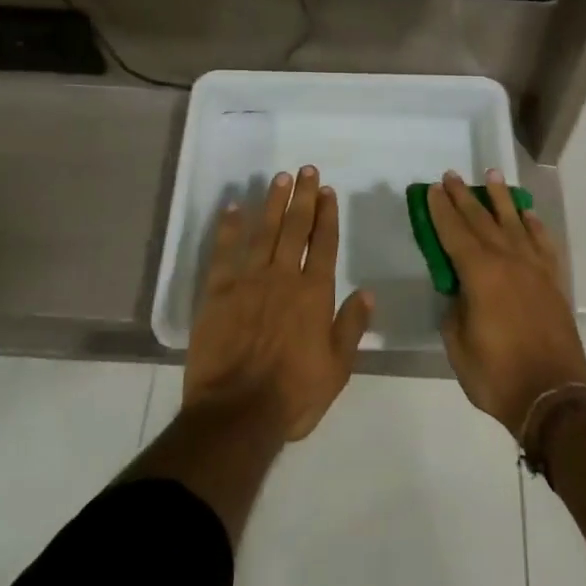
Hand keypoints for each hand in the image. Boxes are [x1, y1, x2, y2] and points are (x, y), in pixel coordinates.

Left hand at [185, 166, 374, 441]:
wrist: (236, 414)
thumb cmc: (292, 395)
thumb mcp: (337, 368)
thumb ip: (351, 326)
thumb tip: (367, 291)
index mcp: (314, 294)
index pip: (323, 243)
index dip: (327, 215)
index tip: (328, 190)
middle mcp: (283, 277)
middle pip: (295, 228)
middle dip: (303, 197)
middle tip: (307, 170)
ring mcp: (248, 281)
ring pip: (264, 232)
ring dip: (273, 203)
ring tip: (280, 178)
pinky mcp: (218, 292)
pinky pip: (224, 252)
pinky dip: (229, 228)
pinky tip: (233, 207)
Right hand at [429, 169, 585, 440]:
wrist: (553, 398)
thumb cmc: (497, 376)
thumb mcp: (458, 346)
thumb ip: (455, 311)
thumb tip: (460, 293)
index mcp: (480, 274)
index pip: (454, 233)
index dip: (441, 210)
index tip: (432, 189)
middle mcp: (508, 261)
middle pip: (481, 220)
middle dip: (464, 197)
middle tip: (451, 176)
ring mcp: (534, 269)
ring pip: (514, 223)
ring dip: (500, 198)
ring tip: (491, 175)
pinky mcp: (553, 282)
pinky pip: (543, 243)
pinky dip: (534, 225)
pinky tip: (527, 214)